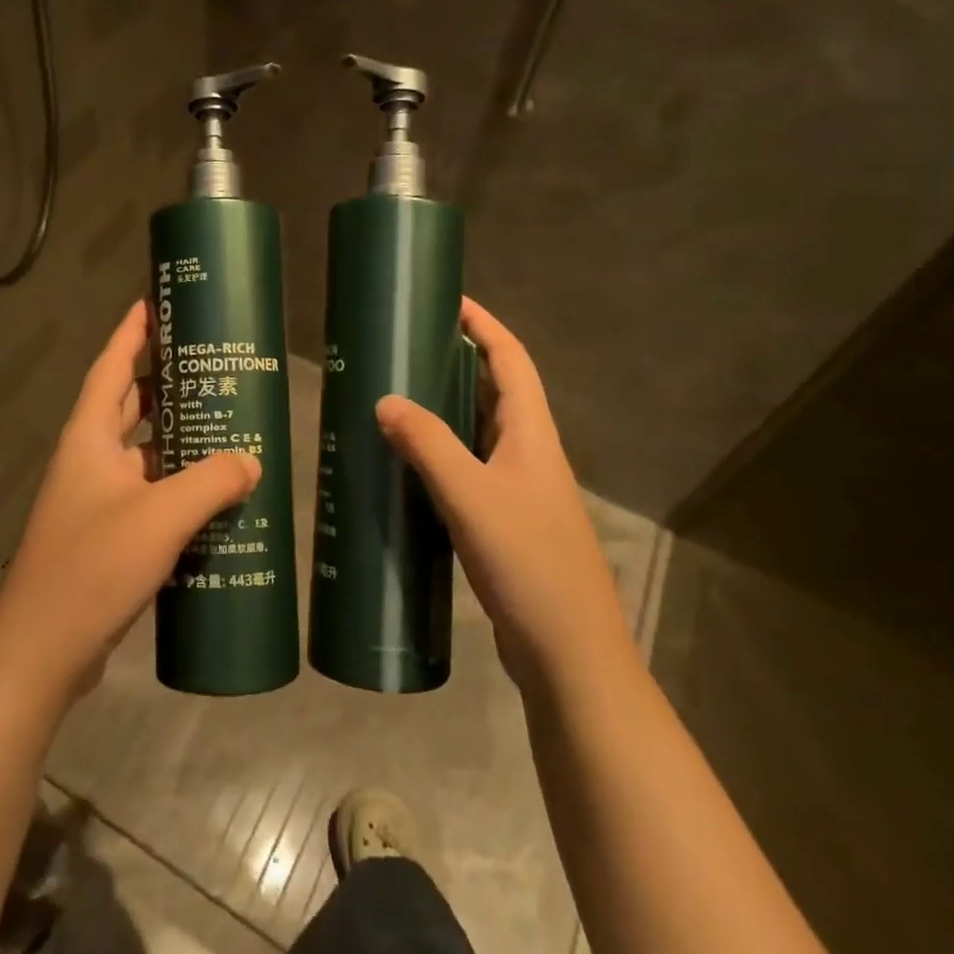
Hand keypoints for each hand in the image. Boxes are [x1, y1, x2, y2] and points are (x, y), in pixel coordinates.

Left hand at [0, 300, 260, 702]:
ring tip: (220, 421)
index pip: (111, 368)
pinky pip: (146, 492)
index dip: (131, 333)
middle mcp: (89, 460)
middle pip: (127, 404)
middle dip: (161, 380)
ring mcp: (95, 500)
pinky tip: (211, 493)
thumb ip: (211, 482)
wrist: (41, 650)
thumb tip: (251, 461)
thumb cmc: (92, 567)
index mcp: (89, 439)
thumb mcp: (160, 517)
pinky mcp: (106, 535)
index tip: (154, 303)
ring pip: (140, 451)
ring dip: (173, 435)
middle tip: (207, 364)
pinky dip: (174, 483)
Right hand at [374, 297, 626, 689]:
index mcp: (533, 435)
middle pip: (497, 390)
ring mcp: (520, 490)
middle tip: (407, 349)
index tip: (448, 300)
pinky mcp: (506, 521)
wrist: (569, 653)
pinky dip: (442, 454)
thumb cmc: (528, 563)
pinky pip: (470, 469)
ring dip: (447, 409)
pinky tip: (407, 467)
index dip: (483, 325)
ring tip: (398, 398)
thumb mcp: (471, 497)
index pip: (511, 360)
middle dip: (459, 362)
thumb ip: (428, 445)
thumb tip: (384, 400)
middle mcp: (531, 454)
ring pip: (481, 432)